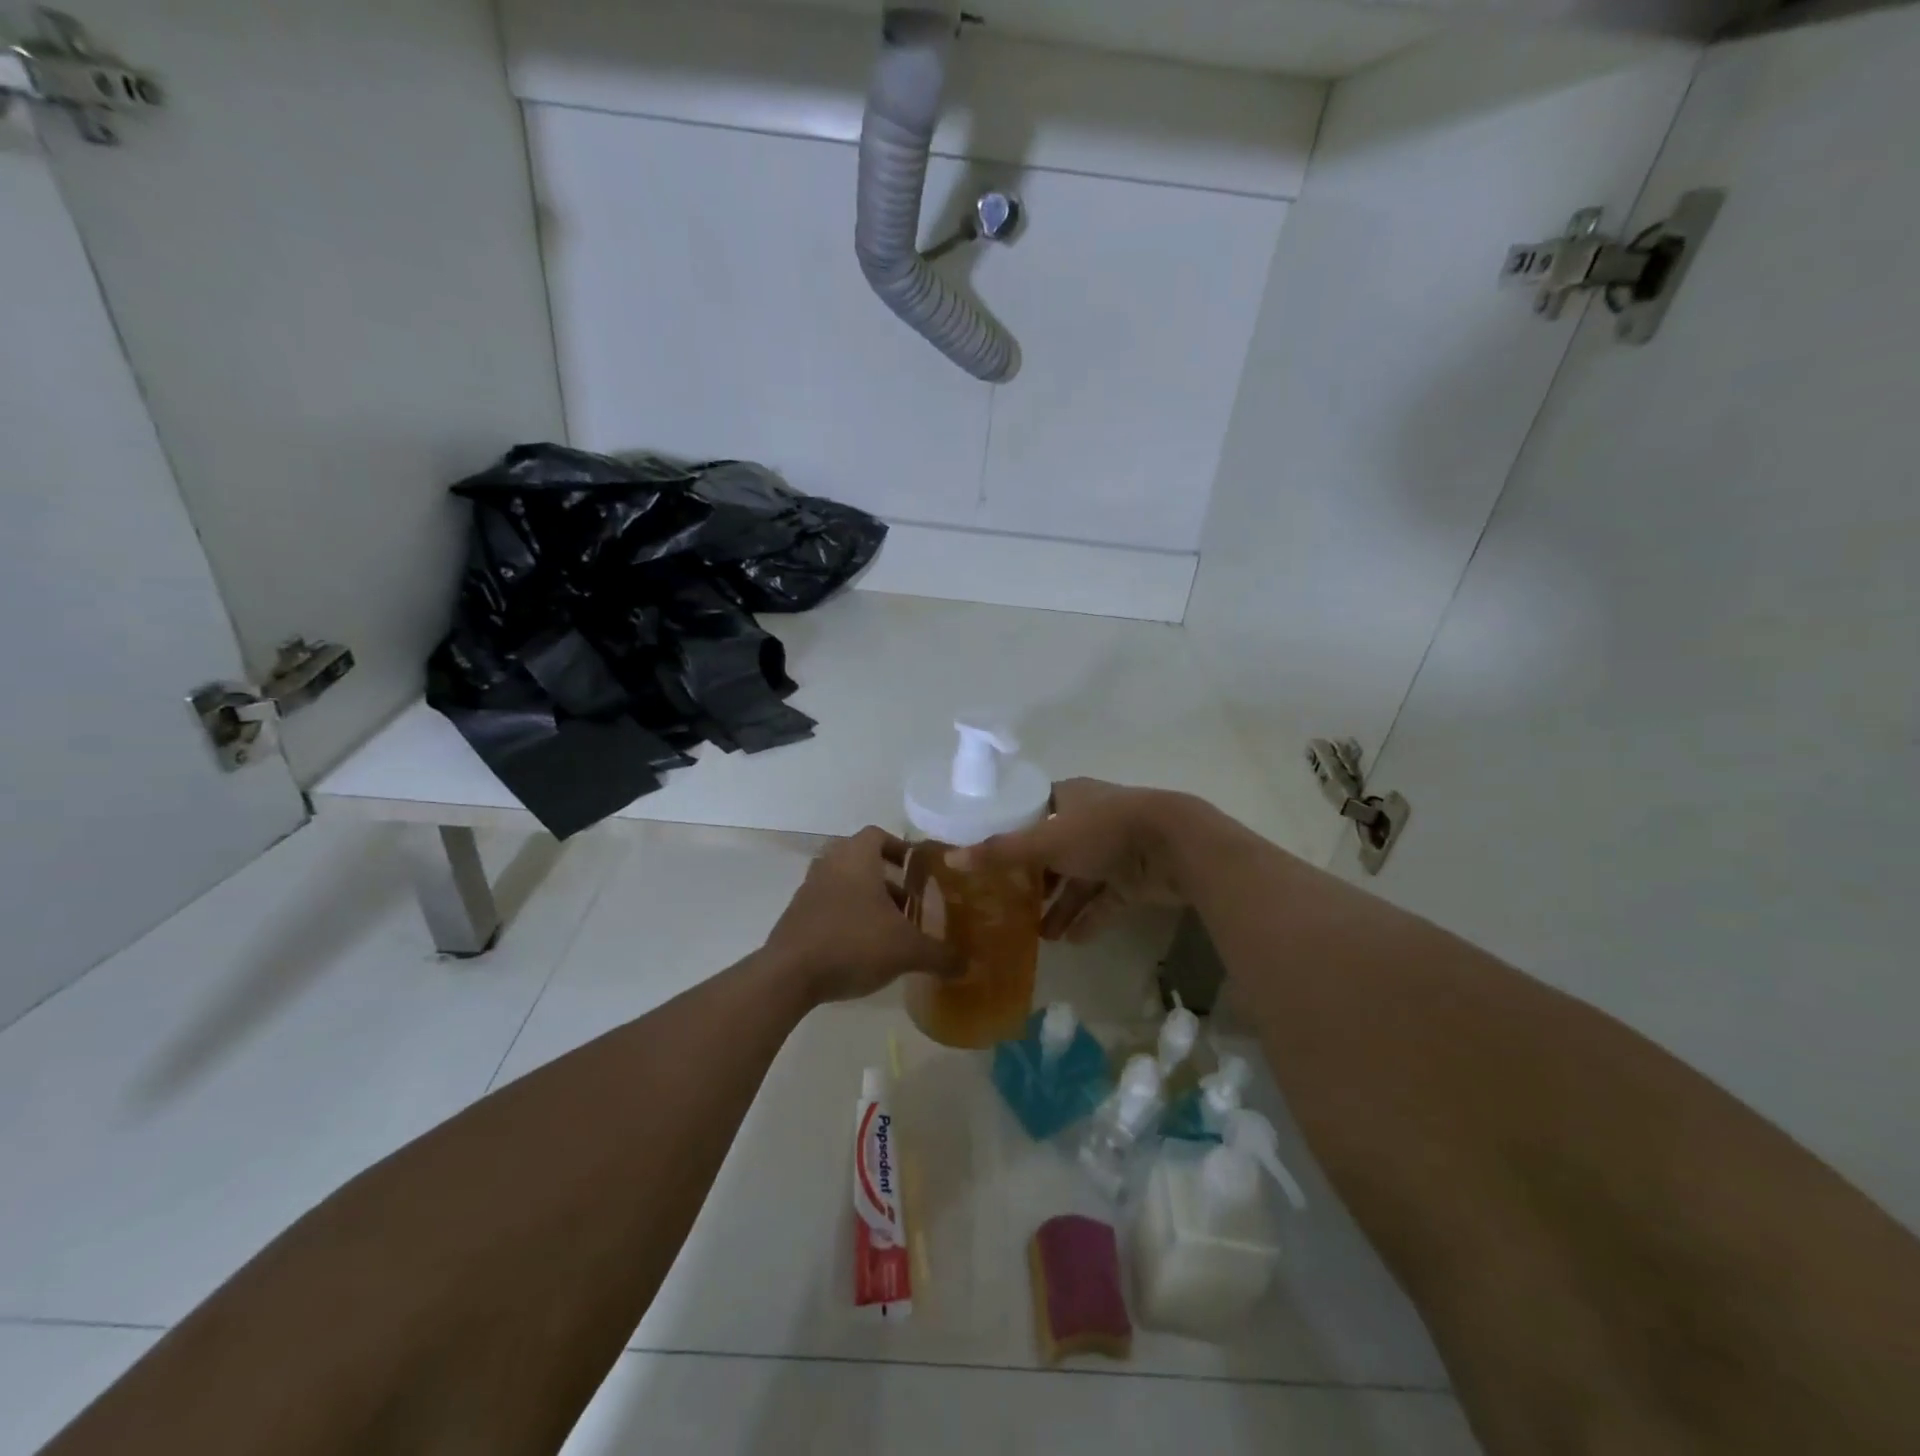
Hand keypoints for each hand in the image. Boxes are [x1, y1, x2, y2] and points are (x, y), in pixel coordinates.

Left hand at [765, 827, 962, 1004]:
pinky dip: (844, 916)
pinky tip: (860, 947)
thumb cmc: (853, 944)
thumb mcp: (907, 950)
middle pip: (859, 858)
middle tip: (907, 901)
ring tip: (887, 927)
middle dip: (885, 877)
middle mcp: (830, 865)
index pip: (877, 834)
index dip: (898, 847)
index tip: (915, 868)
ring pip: (842, 883)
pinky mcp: (795, 916)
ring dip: (864, 898)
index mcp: (856, 858)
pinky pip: (826, 905)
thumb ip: (940, 955)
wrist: (789, 975)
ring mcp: (808, 890)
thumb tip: (967, 965)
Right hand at [970, 778, 1191, 941]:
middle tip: (1007, 904)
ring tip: (1037, 935)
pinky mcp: (1135, 878)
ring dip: (1060, 905)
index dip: (1011, 832)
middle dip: (1034, 879)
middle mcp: (1090, 820)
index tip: (988, 859)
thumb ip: (1001, 852)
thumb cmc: (1105, 831)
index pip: (1033, 812)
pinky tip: (1071, 941)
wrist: (1176, 846)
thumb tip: (950, 858)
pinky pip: (1105, 900)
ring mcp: (1114, 849)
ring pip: (1079, 879)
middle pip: (1054, 849)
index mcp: (1070, 798)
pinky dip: (1089, 918)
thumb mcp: (1047, 840)